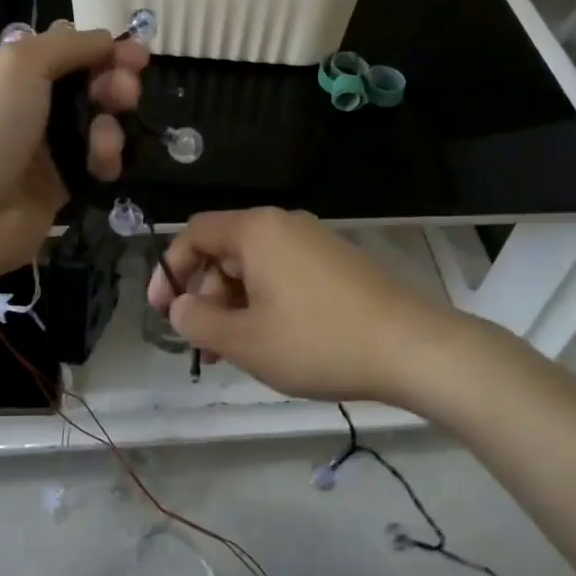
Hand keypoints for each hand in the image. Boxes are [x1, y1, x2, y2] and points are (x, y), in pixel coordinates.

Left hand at [0, 24, 146, 285]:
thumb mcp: (18, 64)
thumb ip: (68, 45)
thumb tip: (107, 38)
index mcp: (5, 73)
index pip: (63, 51)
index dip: (100, 50)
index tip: (135, 55)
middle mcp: (23, 107)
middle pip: (84, 85)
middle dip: (113, 83)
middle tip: (128, 92)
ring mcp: (41, 149)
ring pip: (95, 124)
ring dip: (110, 124)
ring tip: (108, 137)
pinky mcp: (58, 187)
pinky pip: (94, 163)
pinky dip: (104, 160)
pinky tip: (104, 164)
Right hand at [147, 208, 463, 405]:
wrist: (411, 346)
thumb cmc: (318, 341)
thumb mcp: (246, 340)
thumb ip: (199, 322)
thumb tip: (180, 307)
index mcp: (257, 230)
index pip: (195, 233)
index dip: (170, 269)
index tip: (164, 312)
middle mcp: (284, 225)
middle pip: (225, 249)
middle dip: (204, 295)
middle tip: (203, 343)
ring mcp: (315, 241)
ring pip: (255, 266)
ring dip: (234, 304)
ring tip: (233, 351)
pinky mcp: (337, 262)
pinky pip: (284, 274)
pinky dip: (265, 302)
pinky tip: (271, 341)